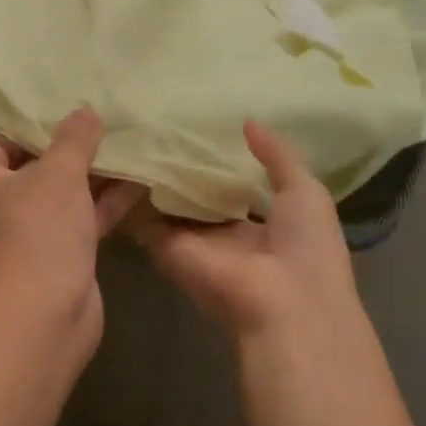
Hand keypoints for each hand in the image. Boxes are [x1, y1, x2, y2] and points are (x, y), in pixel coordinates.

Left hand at [0, 107, 142, 331]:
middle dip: (72, 151)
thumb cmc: (37, 230)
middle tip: (106, 125)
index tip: (70, 112)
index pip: (2, 141)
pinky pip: (79, 222)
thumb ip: (74, 138)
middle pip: (35, 168)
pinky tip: (139, 183)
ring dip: (94, 177)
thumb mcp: (59, 173)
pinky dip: (103, 205)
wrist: (42, 317)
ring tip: (130, 148)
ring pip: (62, 197)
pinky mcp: (55, 259)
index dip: (35, 125)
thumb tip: (84, 110)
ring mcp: (26, 236)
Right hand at [129, 120, 363, 348]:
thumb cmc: (307, 247)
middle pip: (196, 195)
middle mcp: (223, 233)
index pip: (233, 188)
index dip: (218, 161)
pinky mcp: (166, 248)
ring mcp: (193, 241)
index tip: (198, 126)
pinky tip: (119, 158)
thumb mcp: (306, 191)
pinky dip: (130, 195)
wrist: (285, 304)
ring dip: (152, 176)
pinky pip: (143, 218)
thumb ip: (276, 155)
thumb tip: (247, 121)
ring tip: (131, 132)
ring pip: (167, 204)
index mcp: (262, 223)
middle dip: (181, 165)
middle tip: (157, 123)